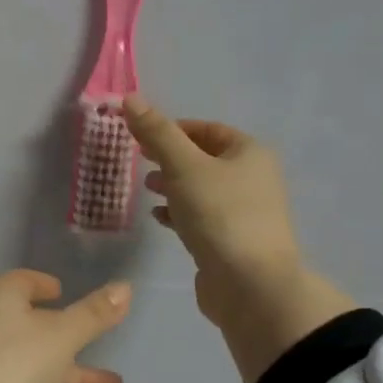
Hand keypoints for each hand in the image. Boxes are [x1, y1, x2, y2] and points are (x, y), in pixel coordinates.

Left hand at [0, 270, 129, 382]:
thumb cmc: (9, 365)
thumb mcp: (60, 336)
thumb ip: (93, 315)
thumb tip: (125, 287)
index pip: (22, 283)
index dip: (43, 285)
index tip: (64, 291)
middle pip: (36, 328)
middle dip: (74, 340)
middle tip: (109, 347)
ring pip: (38, 365)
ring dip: (75, 376)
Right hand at [122, 94, 301, 313]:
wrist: (250, 284)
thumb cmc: (219, 215)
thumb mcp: (183, 166)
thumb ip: (156, 133)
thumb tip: (130, 98)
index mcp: (249, 154)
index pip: (207, 129)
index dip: (173, 128)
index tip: (140, 135)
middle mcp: (252, 178)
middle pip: (204, 158)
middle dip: (170, 157)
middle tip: (139, 160)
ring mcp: (244, 212)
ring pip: (201, 188)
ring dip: (173, 185)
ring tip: (147, 188)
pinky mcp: (231, 241)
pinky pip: (201, 217)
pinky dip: (179, 213)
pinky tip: (159, 218)